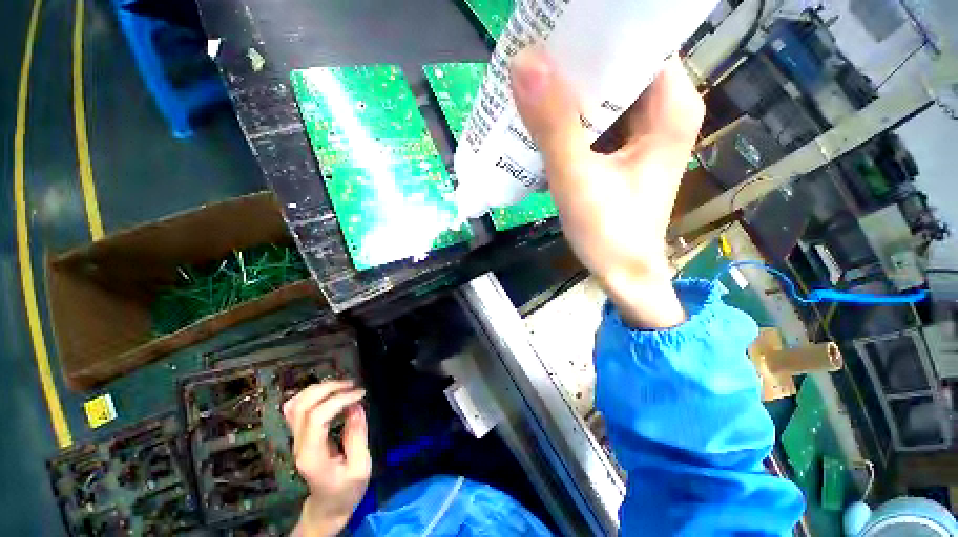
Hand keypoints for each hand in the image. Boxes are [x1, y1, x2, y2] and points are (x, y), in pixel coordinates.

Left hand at [284, 380, 369, 536]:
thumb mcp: (361, 467)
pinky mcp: (299, 436)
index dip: (339, 400)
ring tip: (342, 386)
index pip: (317, 418)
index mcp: (312, 456)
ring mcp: (295, 440)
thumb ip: (357, 435)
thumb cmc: (346, 490)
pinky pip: (296, 408)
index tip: (361, 394)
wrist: (327, 507)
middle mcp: (299, 445)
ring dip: (319, 389)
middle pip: (301, 406)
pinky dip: (312, 394)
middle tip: (352, 385)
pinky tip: (329, 393)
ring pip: (295, 404)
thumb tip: (356, 406)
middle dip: (328, 388)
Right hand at [510, 49, 703, 327]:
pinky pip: (595, 118)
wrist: (622, 274)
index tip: (555, 26)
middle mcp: (662, 110)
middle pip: (618, 63)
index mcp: (670, 106)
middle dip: (575, 59)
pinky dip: (568, 115)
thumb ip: (554, 126)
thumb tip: (524, 61)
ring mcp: (641, 131)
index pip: (638, 40)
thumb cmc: (610, 234)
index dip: (597, 30)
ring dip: (567, 87)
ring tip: (529, 81)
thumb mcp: (578, 181)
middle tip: (531, 54)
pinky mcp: (622, 150)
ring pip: (603, 91)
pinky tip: (542, 118)